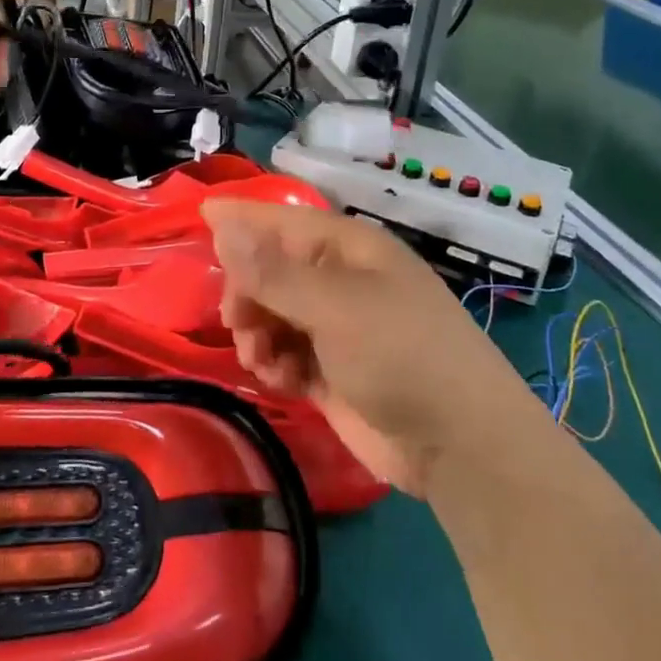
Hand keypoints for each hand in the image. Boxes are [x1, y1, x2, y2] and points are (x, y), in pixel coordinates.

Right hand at [202, 199, 530, 498]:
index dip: (243, 217)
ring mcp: (336, 327)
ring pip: (272, 314)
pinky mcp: (331, 370)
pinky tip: (281, 382)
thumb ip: (272, 272)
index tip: (200, 214)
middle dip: (247, 293)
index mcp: (349, 249)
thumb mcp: (333, 307)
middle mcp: (340, 281)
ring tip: (262, 361)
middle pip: (270, 270)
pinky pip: (285, 353)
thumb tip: (222, 224)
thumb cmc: (401, 354)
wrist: (460, 446)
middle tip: (237, 322)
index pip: (284, 220)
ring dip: (257, 334)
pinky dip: (275, 365)